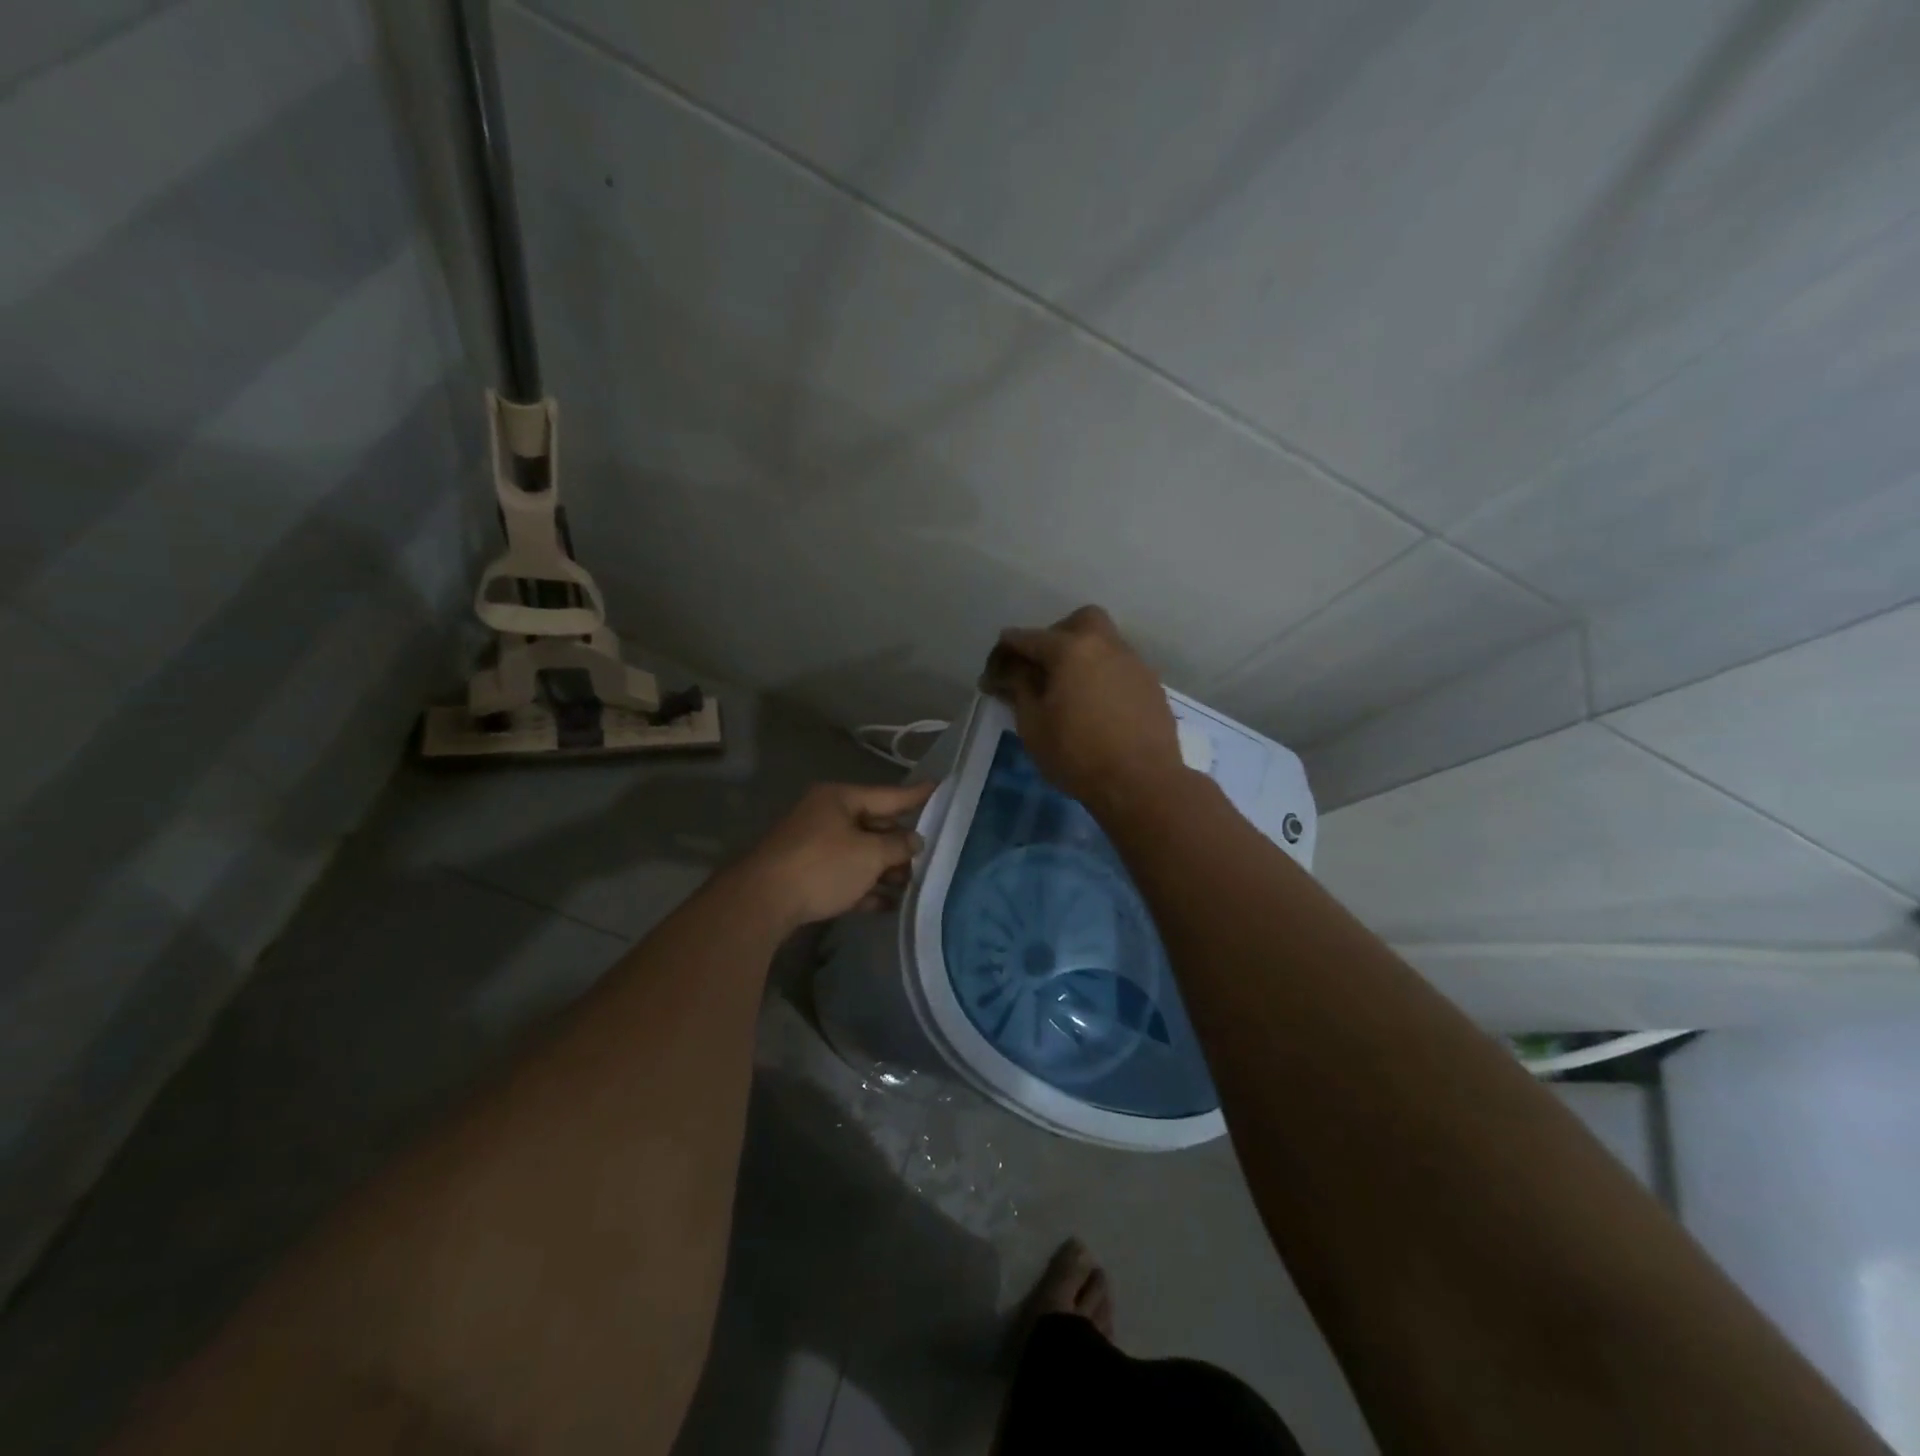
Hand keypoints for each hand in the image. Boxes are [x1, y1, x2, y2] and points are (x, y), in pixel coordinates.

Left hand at [735, 781, 936, 931]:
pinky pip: (844, 876)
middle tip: (928, 856)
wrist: (763, 902)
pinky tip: (887, 905)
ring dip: (885, 870)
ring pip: (859, 854)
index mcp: (839, 799)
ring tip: (912, 885)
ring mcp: (813, 846)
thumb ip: (898, 846)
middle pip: (873, 825)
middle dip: (899, 843)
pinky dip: (864, 888)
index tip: (939, 787)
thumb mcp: (869, 854)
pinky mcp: (806, 876)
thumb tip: (915, 841)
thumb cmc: (822, 866)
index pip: (888, 794)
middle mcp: (825, 816)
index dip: (916, 795)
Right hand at [979, 605, 1183, 812]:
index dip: (1005, 654)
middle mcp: (1106, 645)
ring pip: (1104, 643)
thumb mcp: (1033, 725)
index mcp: (1072, 649)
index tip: (993, 674)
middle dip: (1055, 636)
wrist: (1142, 783)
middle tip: (1042, 668)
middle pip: (1078, 622)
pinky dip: (1103, 676)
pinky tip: (1096, 707)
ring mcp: (1134, 664)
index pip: (1028, 638)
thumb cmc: (1077, 754)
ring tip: (1069, 691)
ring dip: (1082, 657)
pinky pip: (1120, 668)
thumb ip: (1019, 688)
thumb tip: (1010, 671)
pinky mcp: (1151, 686)